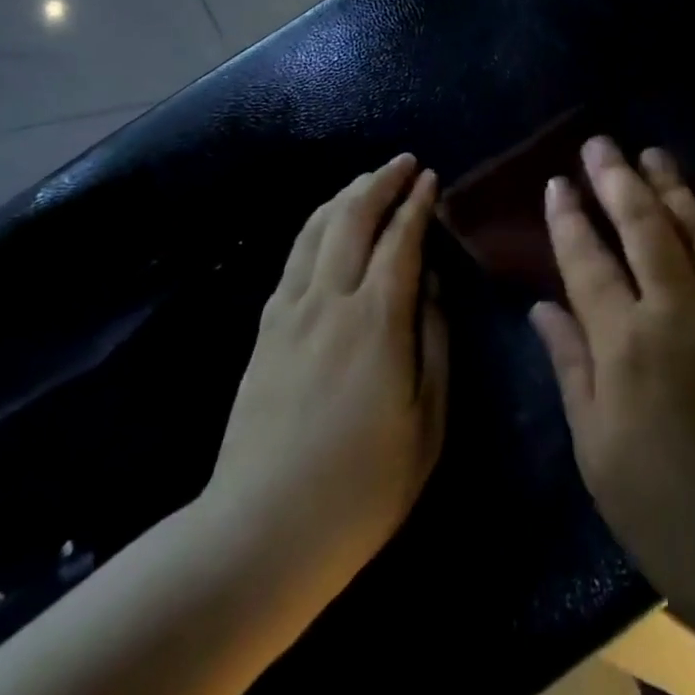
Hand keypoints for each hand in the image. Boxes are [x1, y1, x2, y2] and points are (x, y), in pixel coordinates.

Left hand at [204, 154, 447, 617]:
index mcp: (377, 321)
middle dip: (380, 183)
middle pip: (353, 219)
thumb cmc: (362, 486)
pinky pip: (294, 256)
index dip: (417, 204)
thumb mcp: (427, 421)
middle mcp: (330, 300)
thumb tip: (428, 283)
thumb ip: (433, 341)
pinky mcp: (265, 328)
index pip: (401, 240)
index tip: (431, 178)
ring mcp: (290, 311)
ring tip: (367, 180)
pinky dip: (316, 225)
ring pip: (317, 229)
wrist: (261, 531)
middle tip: (403, 163)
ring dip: (346, 196)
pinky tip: (325, 224)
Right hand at [530, 138, 694, 634]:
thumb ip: (572, 368)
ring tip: (651, 152)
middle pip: (643, 226)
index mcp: (627, 346)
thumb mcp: (600, 454)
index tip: (557, 183)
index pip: (588, 261)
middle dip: (616, 179)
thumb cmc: (674, 519)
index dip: (569, 218)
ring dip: (673, 185)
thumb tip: (543, 306)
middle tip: (599, 143)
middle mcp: (680, 311)